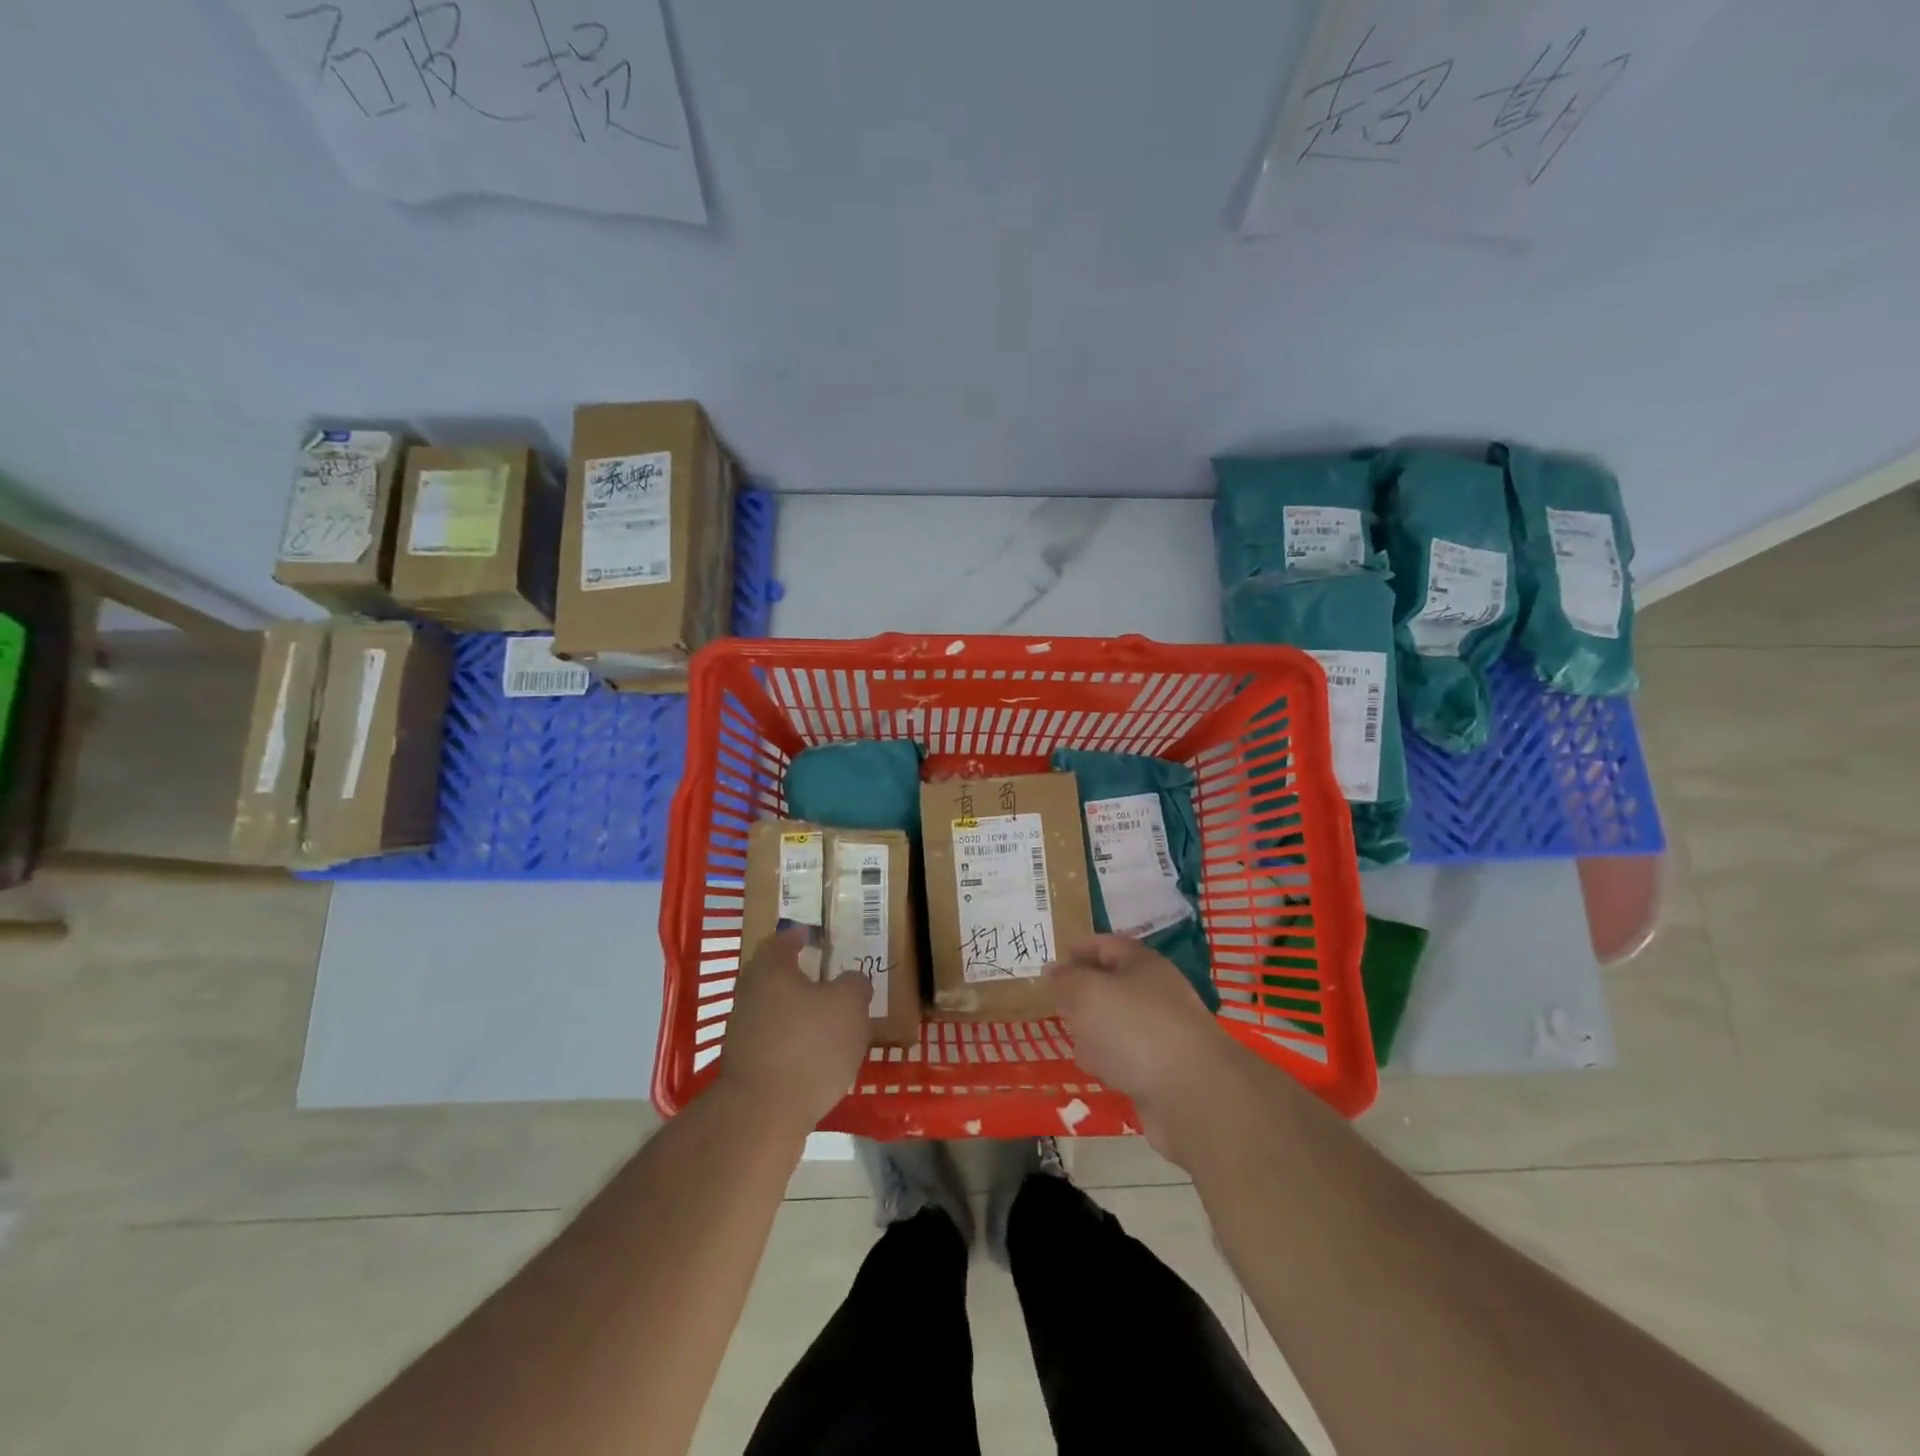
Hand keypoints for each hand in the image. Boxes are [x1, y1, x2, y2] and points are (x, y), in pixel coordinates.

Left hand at [718, 928, 871, 1133]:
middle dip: (796, 975)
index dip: (799, 936)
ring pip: (772, 1009)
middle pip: (772, 976)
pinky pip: (771, 1041)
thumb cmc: (809, 1046)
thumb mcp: (849, 1006)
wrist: (763, 1115)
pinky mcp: (744, 1066)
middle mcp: (750, 995)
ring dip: (795, 1010)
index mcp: (771, 970)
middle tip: (824, 977)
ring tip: (825, 1019)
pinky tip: (813, 1054)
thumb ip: (854, 985)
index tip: (813, 935)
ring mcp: (742, 1032)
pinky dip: (790, 1040)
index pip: (782, 941)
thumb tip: (851, 981)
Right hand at [1046, 935, 1243, 1159]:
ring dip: (1096, 1029)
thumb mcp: (1086, 992)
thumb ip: (1065, 980)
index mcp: (1143, 965)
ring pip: (1121, 1023)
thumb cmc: (1134, 1028)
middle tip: (1057, 1000)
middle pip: (1115, 984)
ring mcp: (1164, 1034)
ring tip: (1071, 1036)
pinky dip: (1111, 1060)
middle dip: (1085, 991)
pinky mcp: (1165, 1072)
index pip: (1109, 945)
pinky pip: (1129, 1058)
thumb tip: (1054, 971)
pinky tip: (1097, 1070)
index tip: (1056, 957)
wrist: (1192, 1095)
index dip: (1082, 947)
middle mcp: (1157, 994)